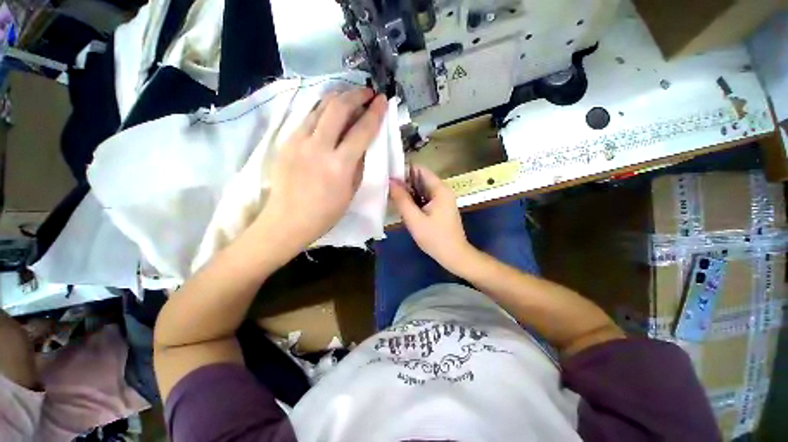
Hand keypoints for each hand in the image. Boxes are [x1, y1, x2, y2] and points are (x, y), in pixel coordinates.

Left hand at [258, 88, 387, 251]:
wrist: (287, 220)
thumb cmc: (325, 213)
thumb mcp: (351, 192)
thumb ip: (359, 165)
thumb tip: (362, 145)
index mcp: (340, 165)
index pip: (362, 131)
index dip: (375, 113)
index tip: (382, 99)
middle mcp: (319, 147)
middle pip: (338, 108)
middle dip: (356, 95)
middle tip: (366, 93)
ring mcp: (298, 141)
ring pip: (319, 107)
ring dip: (338, 98)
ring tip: (349, 97)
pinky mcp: (286, 141)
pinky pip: (307, 118)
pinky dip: (322, 110)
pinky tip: (328, 113)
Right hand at [389, 165, 474, 272]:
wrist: (454, 256)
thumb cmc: (435, 238)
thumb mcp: (414, 219)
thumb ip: (402, 199)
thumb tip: (390, 181)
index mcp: (439, 189)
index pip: (419, 169)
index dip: (403, 171)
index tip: (388, 177)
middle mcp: (442, 190)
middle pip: (420, 179)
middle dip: (404, 183)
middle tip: (387, 190)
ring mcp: (441, 199)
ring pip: (421, 189)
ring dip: (407, 192)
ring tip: (392, 197)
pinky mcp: (439, 208)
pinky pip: (424, 198)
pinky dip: (413, 200)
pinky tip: (403, 206)